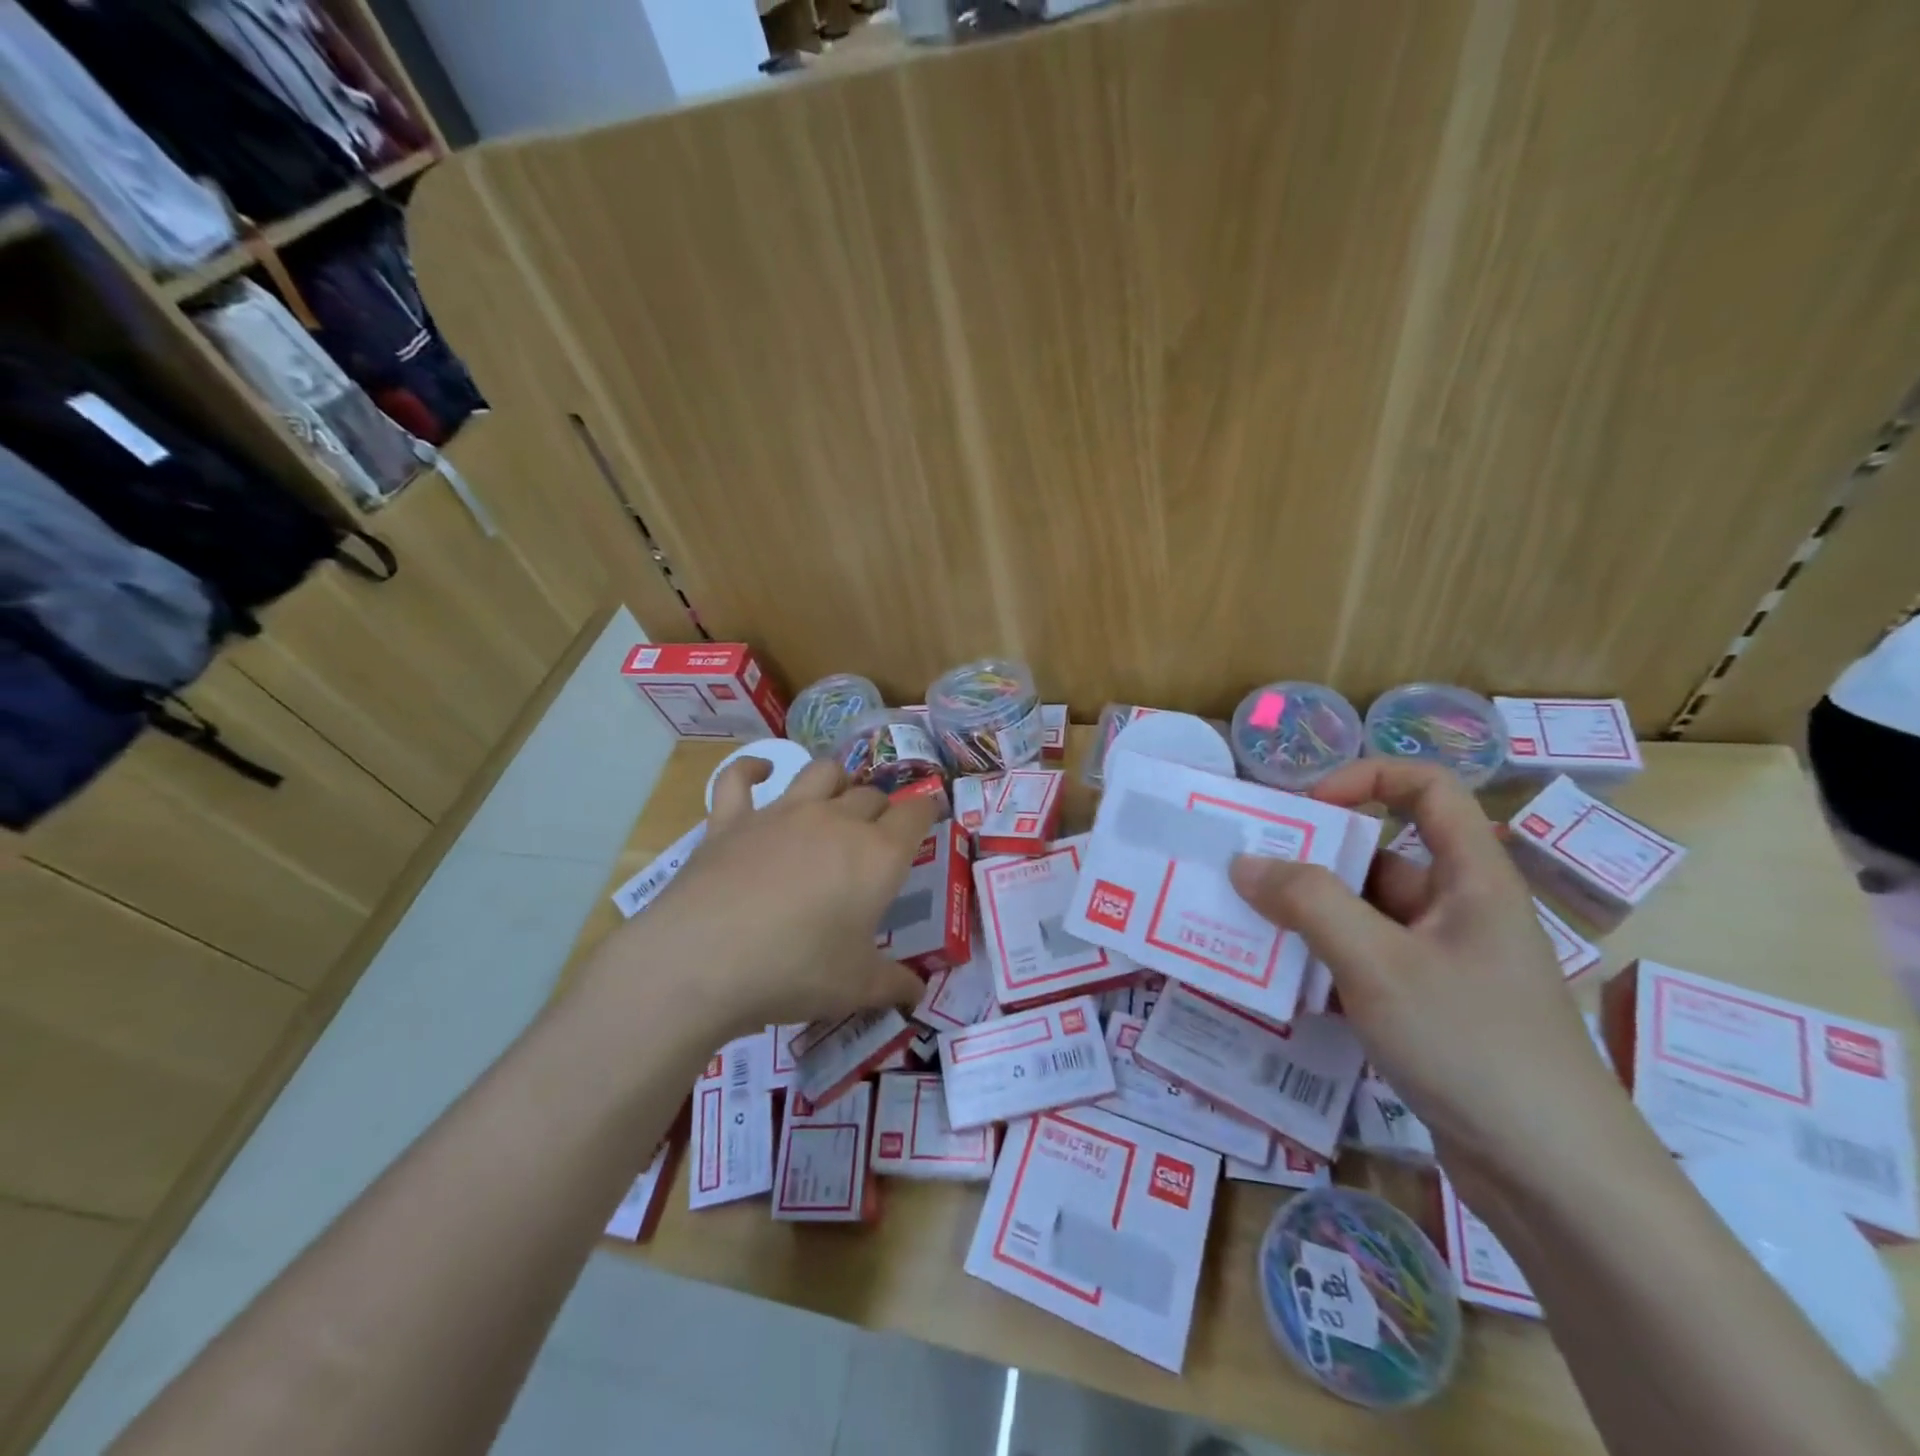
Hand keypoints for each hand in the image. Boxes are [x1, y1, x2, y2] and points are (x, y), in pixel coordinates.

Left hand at [596, 757, 936, 1038]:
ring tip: (837, 796)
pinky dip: (751, 769)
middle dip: (882, 807)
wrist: (704, 961)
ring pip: (822, 773)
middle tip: (879, 831)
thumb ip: (894, 985)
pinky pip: (739, 778)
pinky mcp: (732, 820)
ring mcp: (781, 813)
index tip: (930, 814)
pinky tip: (759, 772)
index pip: (916, 814)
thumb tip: (918, 993)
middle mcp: (836, 821)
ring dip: (837, 779)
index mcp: (877, 855)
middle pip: (871, 794)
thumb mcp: (856, 988)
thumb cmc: (796, 972)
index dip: (927, 810)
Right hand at [1227, 760, 1634, 1200]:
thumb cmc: (1472, 1044)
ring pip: (1362, 918)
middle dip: (1309, 864)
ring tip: (1244, 931)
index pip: (1427, 788)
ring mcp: (1442, 963)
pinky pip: (1362, 965)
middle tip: (1244, 878)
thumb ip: (1308, 903)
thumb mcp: (1378, 963)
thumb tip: (1245, 863)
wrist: (1554, 1179)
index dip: (1365, 779)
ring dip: (1306, 922)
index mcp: (1470, 876)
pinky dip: (1321, 967)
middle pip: (1377, 858)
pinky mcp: (1426, 1009)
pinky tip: (1278, 988)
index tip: (1306, 809)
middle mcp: (1457, 909)